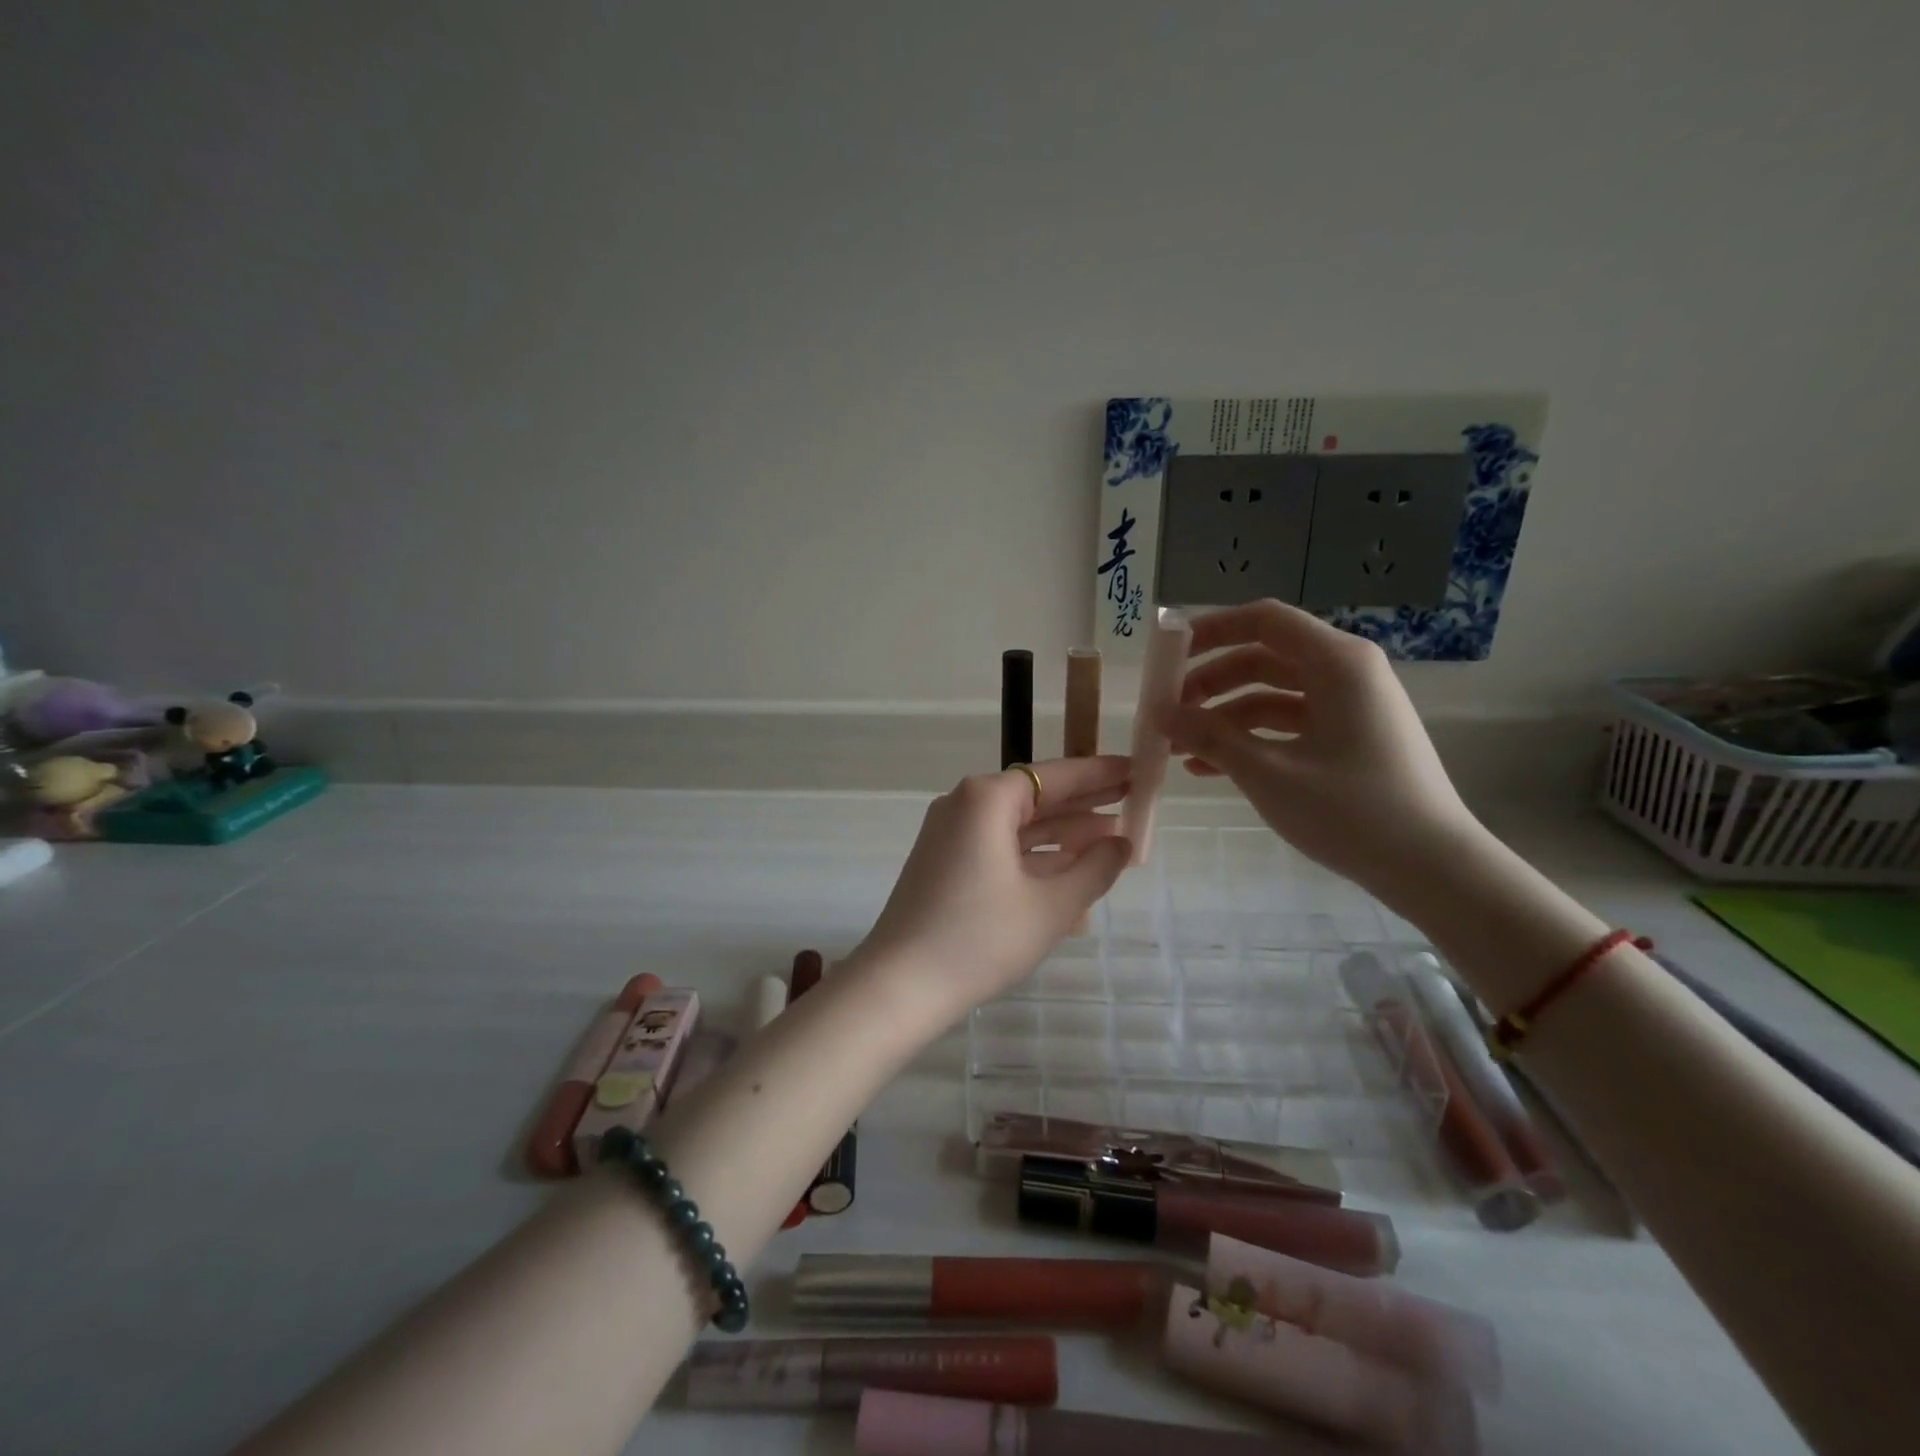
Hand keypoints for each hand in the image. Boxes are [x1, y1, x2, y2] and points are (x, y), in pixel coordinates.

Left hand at [853, 755, 1132, 1019]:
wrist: (900, 985)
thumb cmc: (980, 938)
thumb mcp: (1051, 906)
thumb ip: (1095, 868)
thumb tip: (1122, 844)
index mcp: (987, 799)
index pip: (1054, 776)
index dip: (1099, 775)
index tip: (1136, 770)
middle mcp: (964, 805)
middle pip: (1035, 796)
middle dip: (1084, 802)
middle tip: (1133, 800)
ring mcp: (951, 835)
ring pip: (1018, 825)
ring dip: (1063, 833)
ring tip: (1114, 837)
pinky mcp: (946, 863)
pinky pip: (1000, 849)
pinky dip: (1035, 857)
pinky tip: (1072, 871)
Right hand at [1163, 601, 1486, 908]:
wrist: (1432, 869)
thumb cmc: (1351, 811)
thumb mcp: (1268, 773)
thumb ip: (1209, 737)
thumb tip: (1160, 713)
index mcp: (1337, 662)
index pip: (1264, 620)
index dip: (1211, 629)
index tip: (1167, 654)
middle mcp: (1346, 672)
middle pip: (1263, 657)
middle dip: (1210, 680)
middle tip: (1168, 709)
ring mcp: (1350, 706)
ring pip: (1271, 694)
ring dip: (1224, 716)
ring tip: (1180, 746)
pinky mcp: (1349, 738)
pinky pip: (1289, 724)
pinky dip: (1250, 738)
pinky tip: (1209, 769)